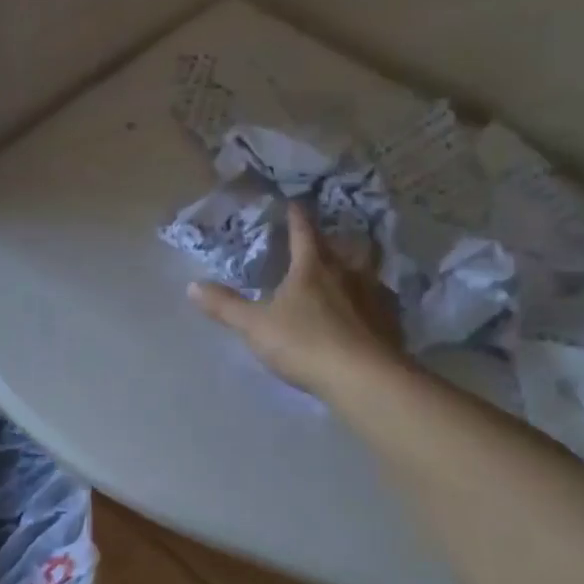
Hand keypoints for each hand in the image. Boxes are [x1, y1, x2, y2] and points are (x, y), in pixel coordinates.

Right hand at [188, 202, 405, 397]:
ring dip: (360, 268)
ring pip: (370, 271)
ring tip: (350, 274)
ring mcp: (375, 297)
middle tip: (327, 240)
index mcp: (313, 268)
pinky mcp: (391, 324)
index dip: (296, 217)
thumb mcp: (255, 326)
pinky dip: (373, 301)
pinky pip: (382, 303)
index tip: (293, 204)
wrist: (364, 378)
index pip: (303, 233)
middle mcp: (348, 274)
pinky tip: (367, 313)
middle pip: (345, 247)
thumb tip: (192, 286)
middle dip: (335, 240)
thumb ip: (225, 306)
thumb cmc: (304, 343)